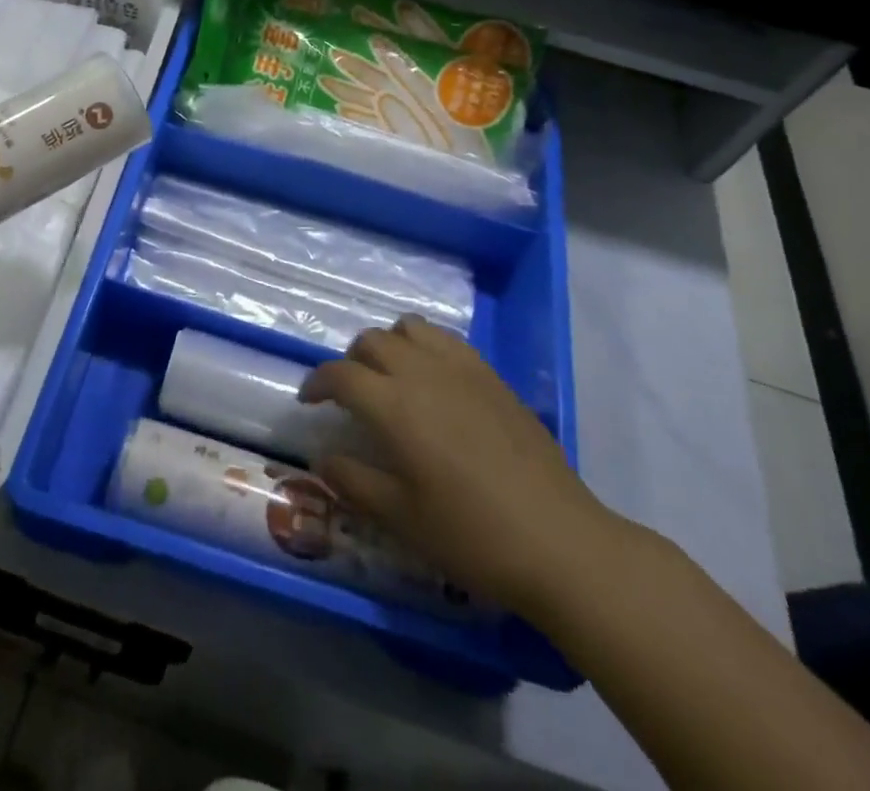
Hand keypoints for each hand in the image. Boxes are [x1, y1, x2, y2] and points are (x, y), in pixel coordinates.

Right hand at [300, 316, 624, 623]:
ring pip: (410, 329)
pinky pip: (447, 340)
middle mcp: (423, 373)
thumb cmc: (473, 536)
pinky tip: (434, 382)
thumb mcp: (402, 519)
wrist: (560, 542)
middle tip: (350, 394)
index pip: (341, 374)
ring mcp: (462, 369)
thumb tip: (322, 457)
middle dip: (351, 361)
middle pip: (372, 341)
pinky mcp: (492, 376)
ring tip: (391, 378)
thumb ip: (354, 482)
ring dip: (389, 345)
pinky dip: (426, 347)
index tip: (309, 400)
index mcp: (394, 406)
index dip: (317, 382)